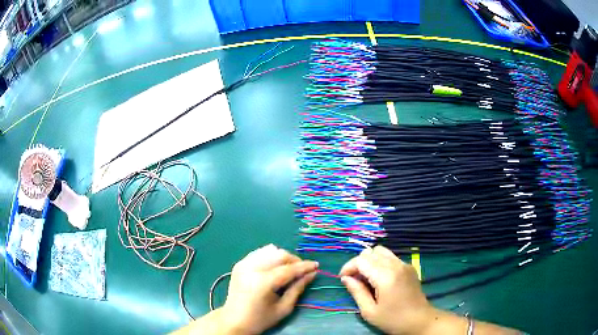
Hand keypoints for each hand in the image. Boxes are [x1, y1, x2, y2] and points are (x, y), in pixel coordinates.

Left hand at [220, 244, 318, 333]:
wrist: (234, 320)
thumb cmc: (260, 319)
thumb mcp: (283, 308)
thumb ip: (298, 289)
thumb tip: (312, 274)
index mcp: (263, 282)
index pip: (288, 269)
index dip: (305, 266)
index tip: (316, 266)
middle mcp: (252, 268)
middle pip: (279, 255)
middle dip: (294, 260)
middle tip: (303, 270)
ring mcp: (244, 264)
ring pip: (269, 251)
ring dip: (283, 257)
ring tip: (289, 269)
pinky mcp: (240, 264)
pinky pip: (259, 253)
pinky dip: (271, 257)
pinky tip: (275, 267)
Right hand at [340, 245, 433, 334]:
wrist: (420, 321)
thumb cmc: (393, 320)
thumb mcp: (370, 311)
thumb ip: (357, 292)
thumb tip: (346, 278)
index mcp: (386, 276)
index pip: (362, 260)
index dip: (348, 267)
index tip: (343, 279)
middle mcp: (396, 265)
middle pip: (371, 252)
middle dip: (358, 263)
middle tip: (354, 280)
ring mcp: (405, 264)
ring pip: (381, 251)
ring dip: (370, 261)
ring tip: (366, 278)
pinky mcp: (410, 267)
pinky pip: (391, 257)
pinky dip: (380, 262)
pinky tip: (379, 278)